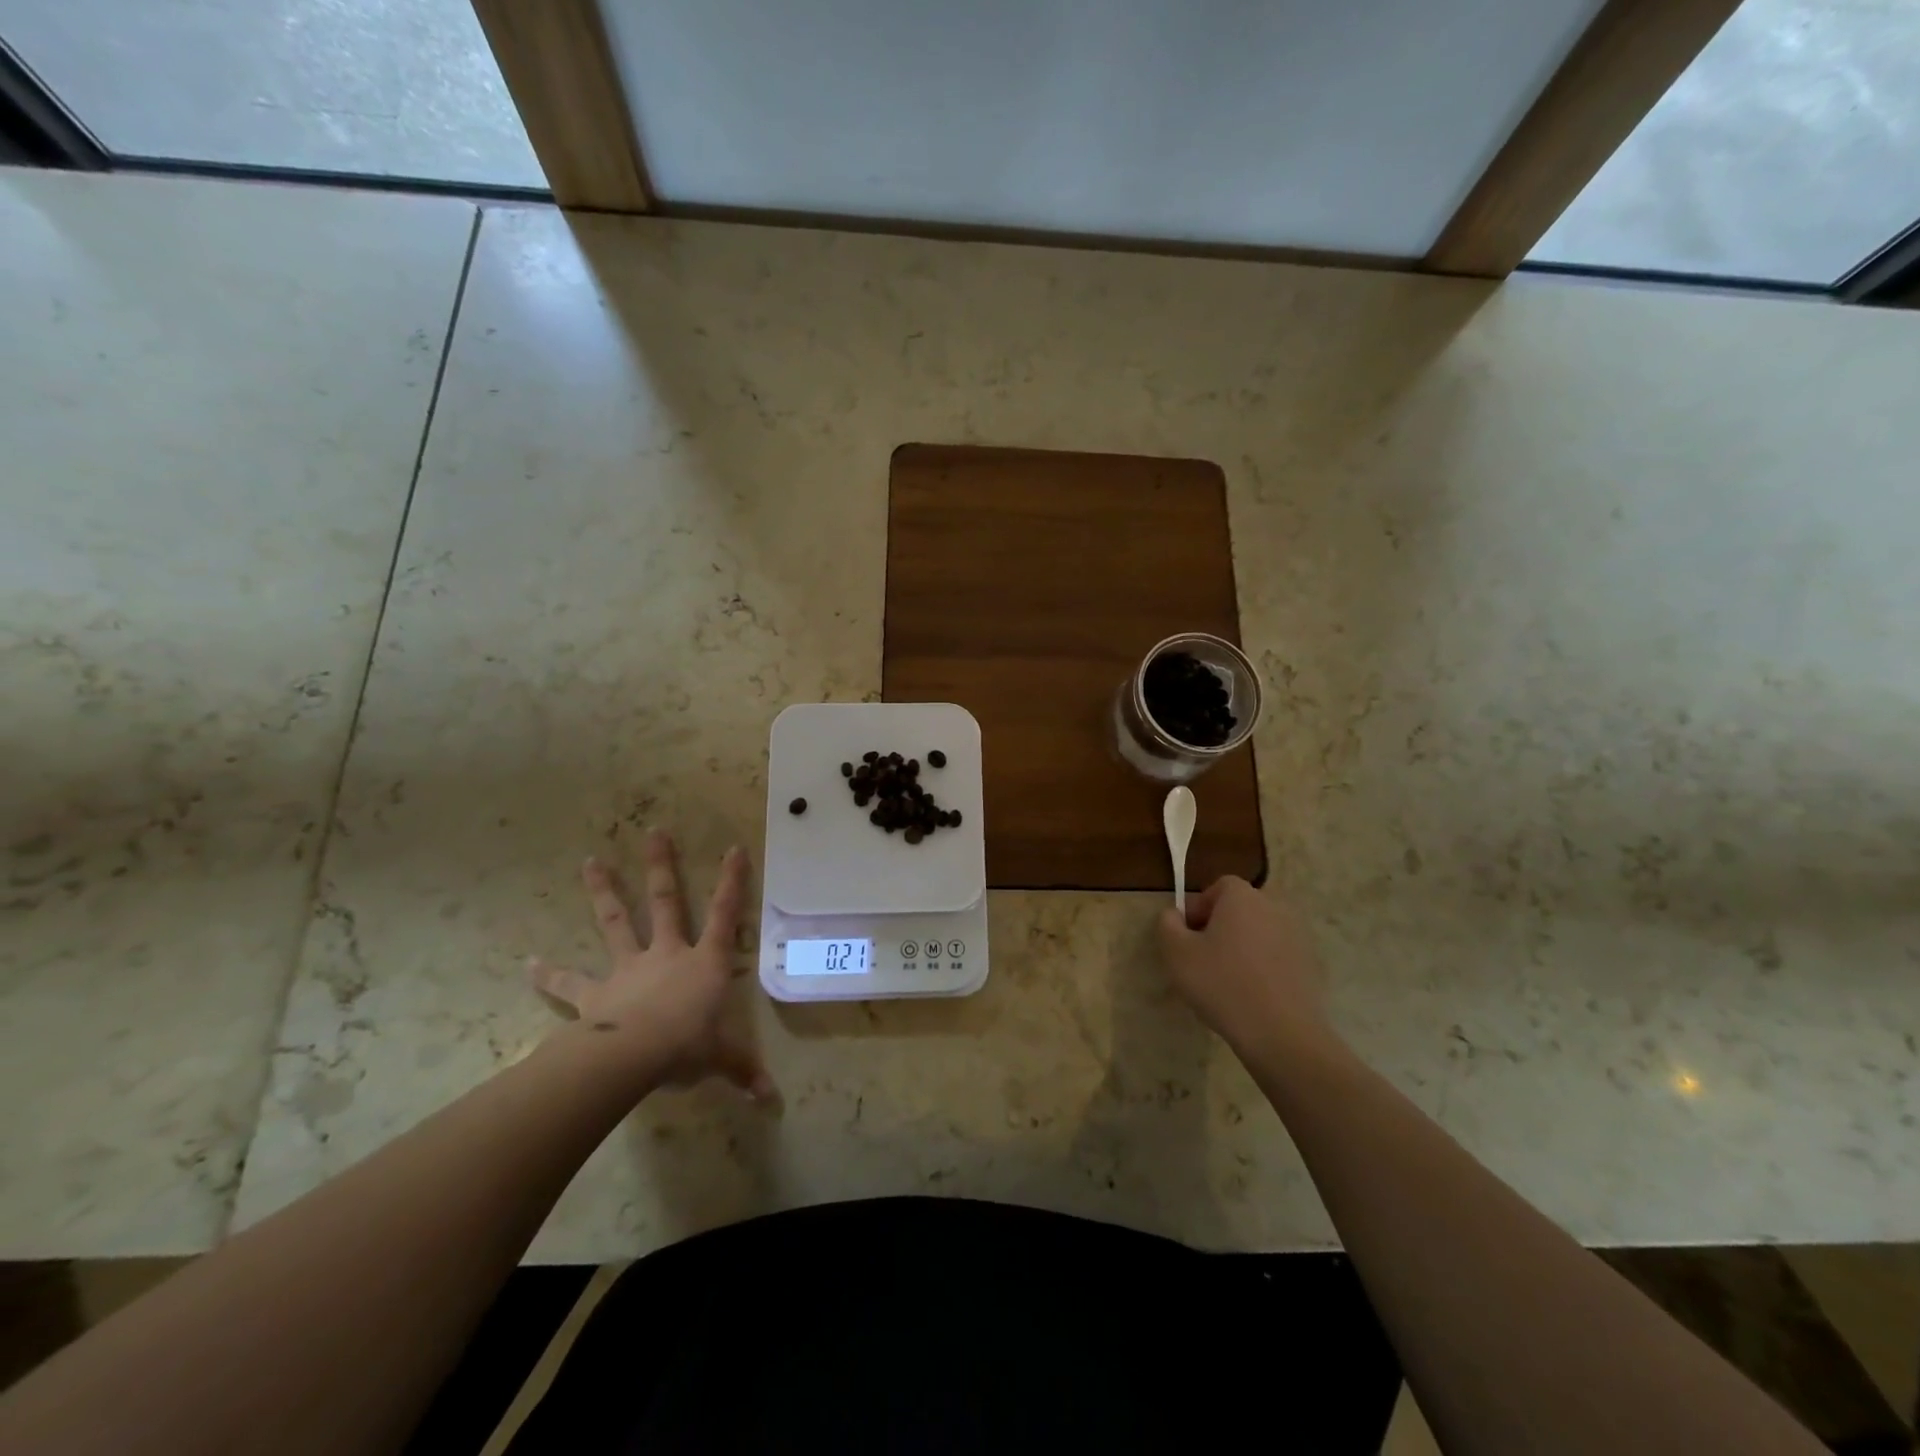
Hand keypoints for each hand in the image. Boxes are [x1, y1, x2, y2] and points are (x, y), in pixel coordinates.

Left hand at [530, 831, 774, 1098]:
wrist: (635, 1055)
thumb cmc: (689, 1045)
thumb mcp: (724, 1058)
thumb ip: (744, 1072)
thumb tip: (771, 1100)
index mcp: (704, 962)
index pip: (726, 914)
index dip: (733, 881)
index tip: (734, 847)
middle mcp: (667, 954)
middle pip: (666, 902)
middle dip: (661, 867)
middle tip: (653, 832)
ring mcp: (628, 968)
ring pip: (616, 922)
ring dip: (604, 891)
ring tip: (590, 862)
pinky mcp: (595, 994)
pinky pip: (569, 984)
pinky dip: (549, 975)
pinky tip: (527, 965)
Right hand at [1157, 877, 1336, 1060]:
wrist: (1281, 1033)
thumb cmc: (1222, 983)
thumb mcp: (1177, 952)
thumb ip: (1168, 924)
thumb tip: (1175, 915)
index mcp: (1242, 897)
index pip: (1218, 887)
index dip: (1199, 908)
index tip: (1188, 936)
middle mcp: (1273, 907)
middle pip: (1240, 909)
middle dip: (1220, 927)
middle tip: (1203, 959)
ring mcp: (1297, 936)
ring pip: (1258, 933)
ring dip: (1242, 947)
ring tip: (1227, 981)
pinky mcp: (1309, 965)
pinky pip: (1276, 956)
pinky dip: (1262, 967)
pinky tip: (1251, 995)